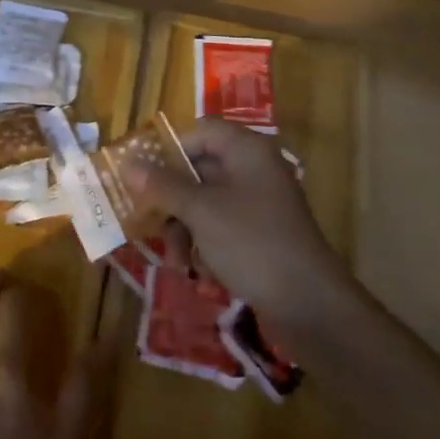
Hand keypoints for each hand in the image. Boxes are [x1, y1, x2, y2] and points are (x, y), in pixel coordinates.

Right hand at [123, 117, 353, 340]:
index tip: (142, 176)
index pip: (199, 132)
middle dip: (172, 198)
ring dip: (185, 228)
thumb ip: (162, 185)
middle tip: (147, 221)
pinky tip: (200, 272)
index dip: (168, 149)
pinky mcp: (263, 235)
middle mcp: (254, 169)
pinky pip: (223, 226)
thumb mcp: (200, 212)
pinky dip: (206, 244)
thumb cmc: (252, 244)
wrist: (311, 306)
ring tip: (177, 261)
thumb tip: (128, 163)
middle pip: (199, 168)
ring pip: (207, 201)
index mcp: (246, 150)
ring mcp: (260, 203)